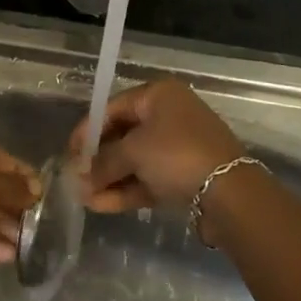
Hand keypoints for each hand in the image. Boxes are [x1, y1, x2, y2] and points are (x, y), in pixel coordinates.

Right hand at [68, 79, 245, 212]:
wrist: (230, 193)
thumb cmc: (176, 155)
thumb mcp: (132, 152)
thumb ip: (102, 162)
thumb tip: (79, 176)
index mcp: (158, 95)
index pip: (112, 107)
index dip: (87, 131)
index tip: (70, 153)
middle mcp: (169, 115)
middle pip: (123, 135)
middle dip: (98, 160)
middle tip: (76, 178)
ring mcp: (178, 147)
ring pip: (135, 160)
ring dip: (109, 178)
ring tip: (84, 197)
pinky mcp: (185, 175)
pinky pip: (148, 178)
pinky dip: (126, 189)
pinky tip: (101, 205)